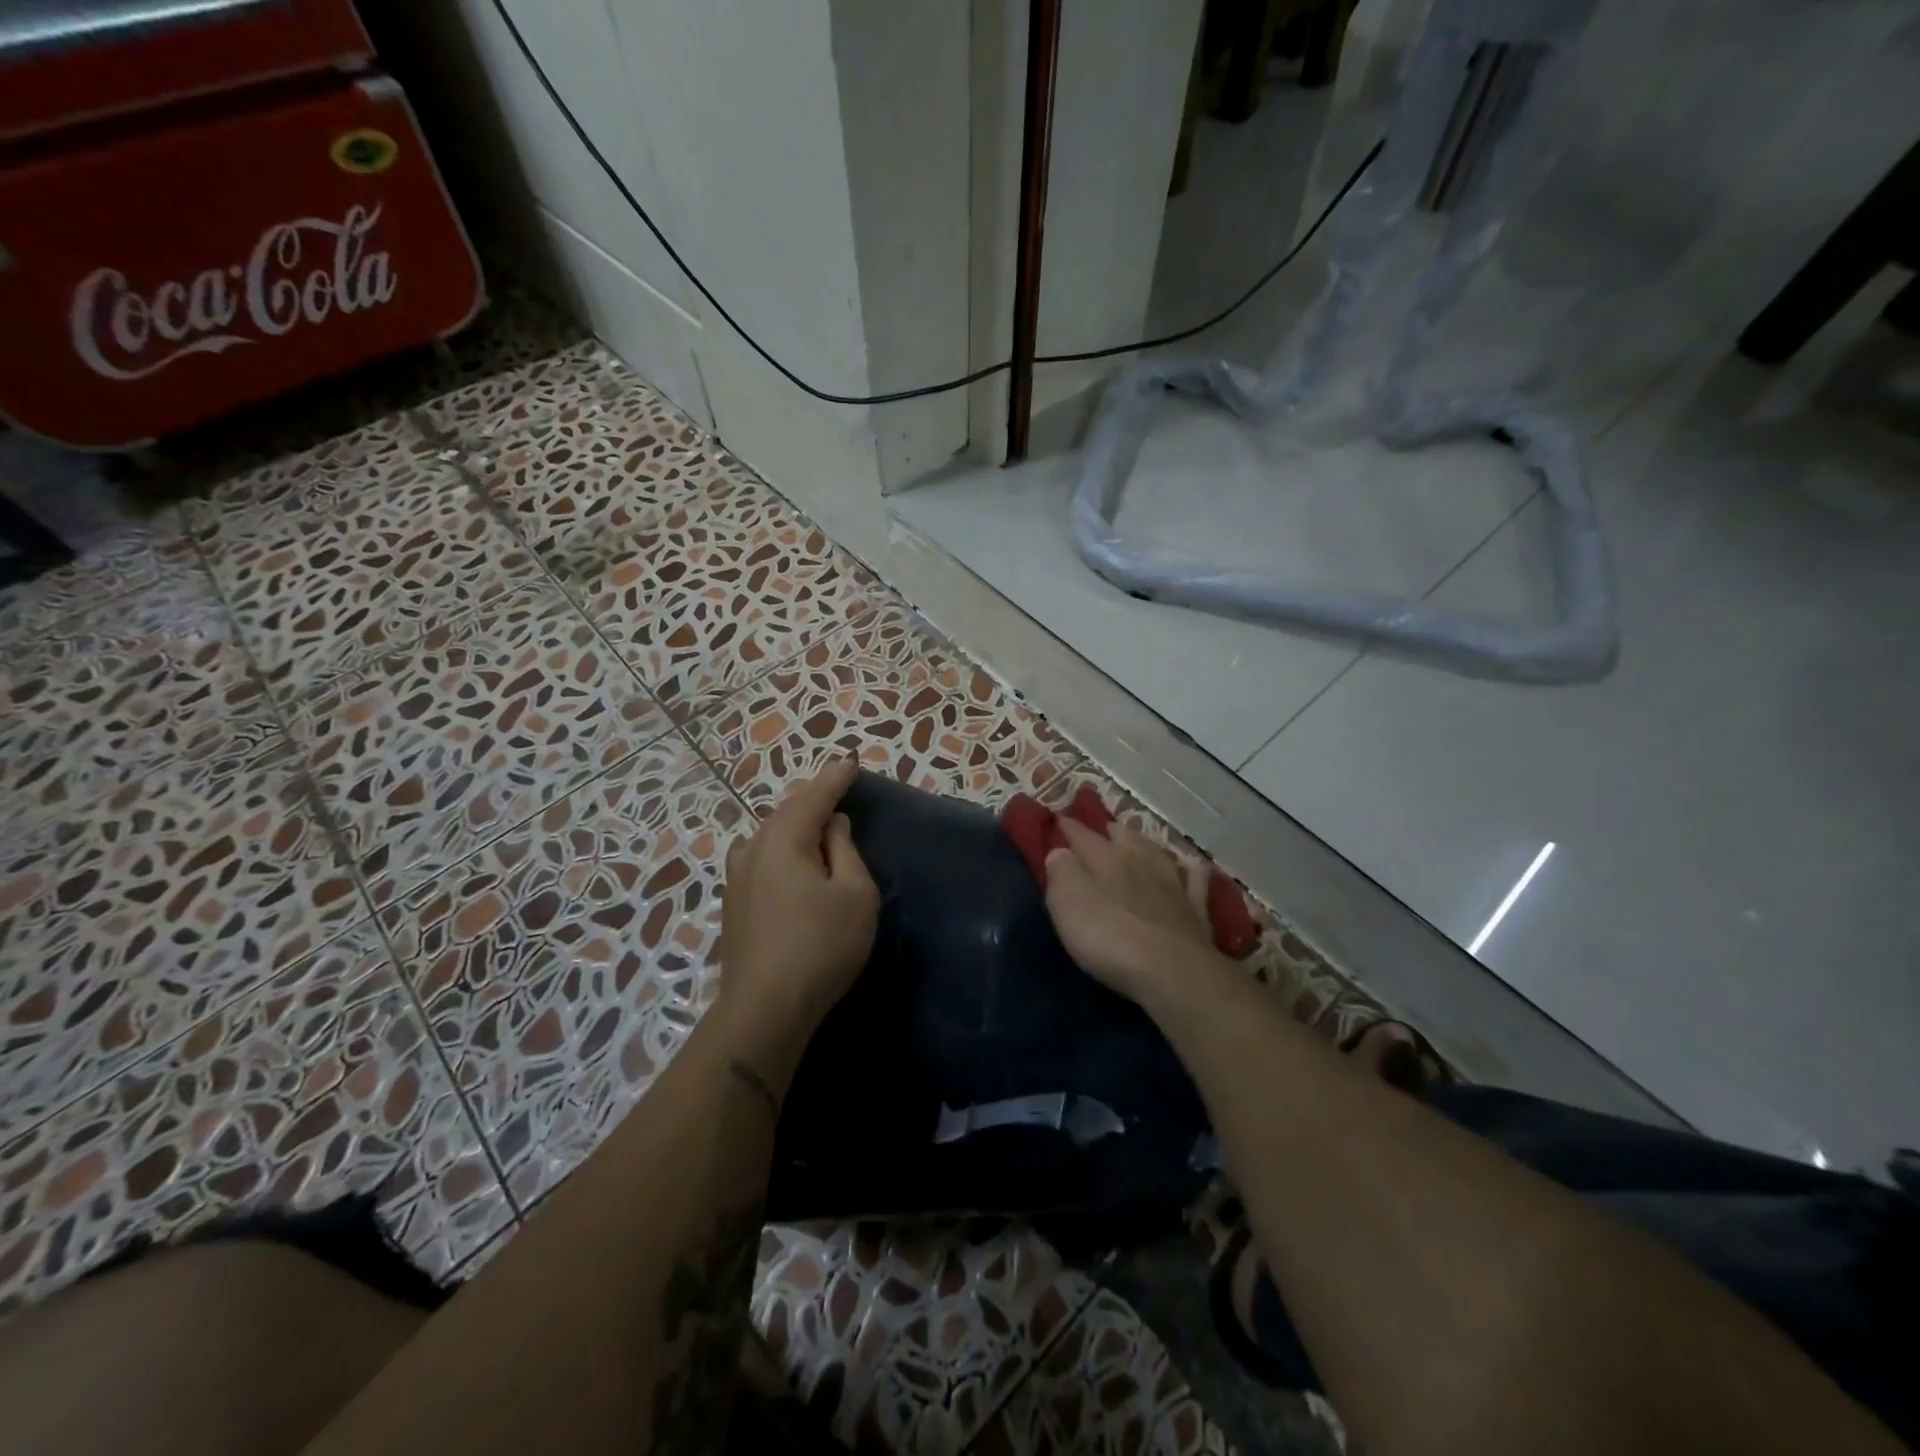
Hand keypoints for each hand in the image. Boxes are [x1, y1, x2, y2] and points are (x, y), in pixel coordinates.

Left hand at [718, 758, 879, 1052]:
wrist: (764, 1008)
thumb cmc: (821, 946)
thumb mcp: (855, 894)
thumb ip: (846, 851)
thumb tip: (832, 825)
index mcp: (784, 839)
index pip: (814, 796)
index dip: (836, 778)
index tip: (851, 761)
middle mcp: (753, 848)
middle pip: (786, 811)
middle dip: (812, 796)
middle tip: (836, 786)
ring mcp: (737, 876)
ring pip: (769, 834)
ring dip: (794, 822)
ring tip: (815, 819)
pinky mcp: (733, 902)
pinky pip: (761, 856)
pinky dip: (781, 845)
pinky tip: (788, 857)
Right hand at [1044, 819, 1220, 1003]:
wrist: (1173, 971)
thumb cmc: (1109, 937)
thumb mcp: (1068, 904)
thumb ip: (1061, 873)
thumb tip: (1059, 852)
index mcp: (1105, 858)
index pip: (1082, 835)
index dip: (1069, 826)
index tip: (1059, 819)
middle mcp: (1141, 861)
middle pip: (1123, 836)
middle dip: (1108, 830)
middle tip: (1099, 831)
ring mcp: (1173, 883)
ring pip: (1157, 852)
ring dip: (1144, 844)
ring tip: (1136, 842)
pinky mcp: (1196, 909)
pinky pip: (1195, 880)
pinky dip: (1190, 871)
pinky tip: (1190, 869)